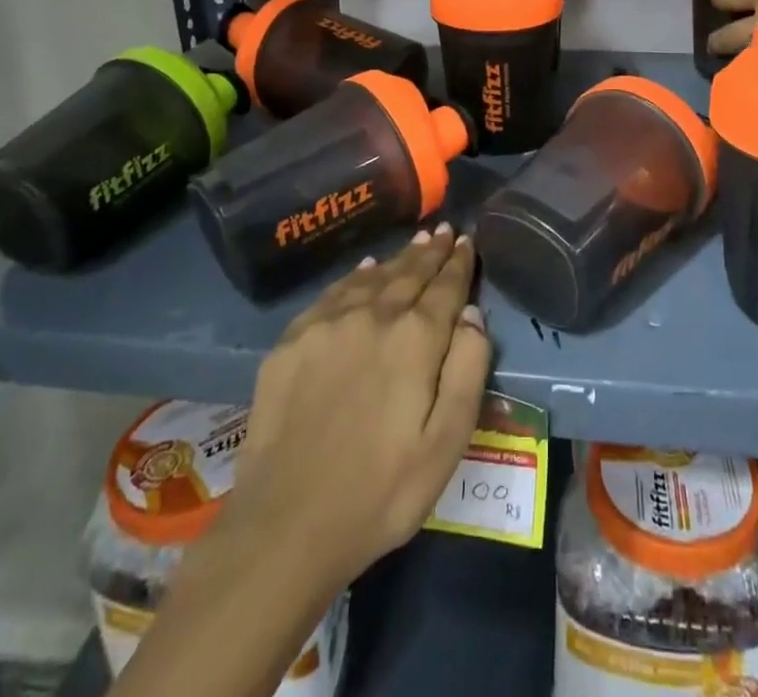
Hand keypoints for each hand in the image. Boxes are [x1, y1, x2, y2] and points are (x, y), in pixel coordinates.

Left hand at [216, 227, 490, 593]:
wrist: (285, 526)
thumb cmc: (381, 492)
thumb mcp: (446, 443)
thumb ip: (467, 370)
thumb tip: (472, 314)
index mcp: (416, 339)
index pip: (446, 287)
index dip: (459, 263)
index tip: (466, 240)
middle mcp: (374, 316)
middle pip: (409, 273)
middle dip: (430, 252)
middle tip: (443, 231)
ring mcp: (328, 324)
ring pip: (372, 277)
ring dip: (398, 259)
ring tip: (414, 243)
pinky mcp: (292, 340)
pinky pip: (333, 292)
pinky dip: (356, 276)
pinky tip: (365, 270)